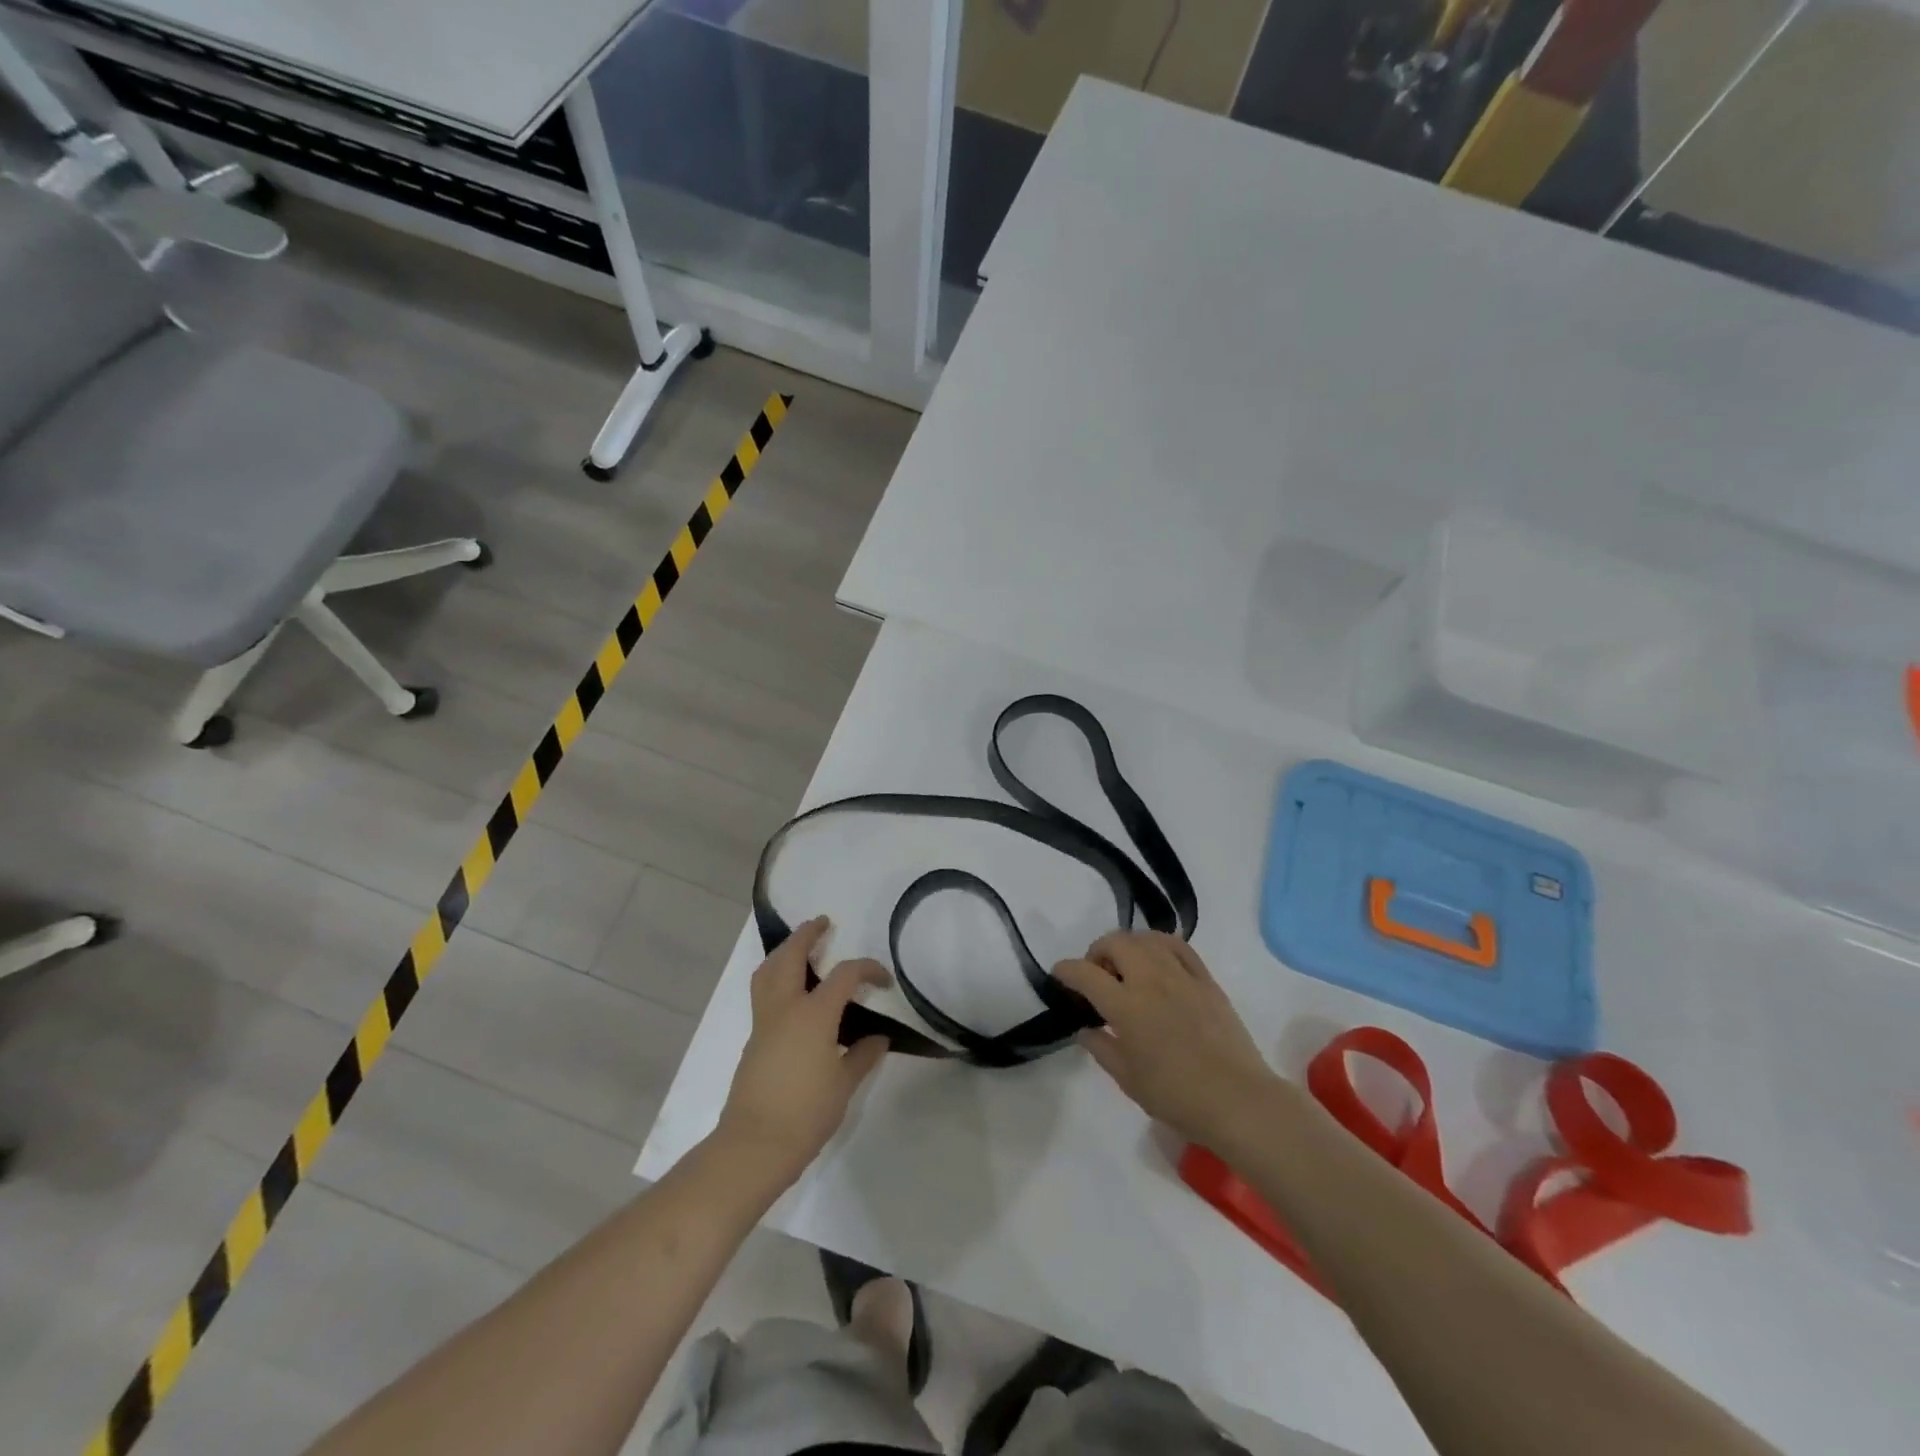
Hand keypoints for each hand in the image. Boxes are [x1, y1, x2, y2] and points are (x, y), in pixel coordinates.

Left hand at [715, 918, 890, 1185]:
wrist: (755, 1146)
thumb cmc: (806, 1113)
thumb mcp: (844, 1085)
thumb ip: (863, 1056)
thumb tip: (878, 1038)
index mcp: (814, 1014)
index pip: (845, 975)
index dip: (868, 969)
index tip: (884, 980)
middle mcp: (785, 1008)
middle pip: (790, 956)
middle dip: (806, 935)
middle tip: (822, 923)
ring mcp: (764, 1022)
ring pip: (768, 971)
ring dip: (784, 951)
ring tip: (800, 947)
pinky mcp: (754, 1039)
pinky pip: (763, 992)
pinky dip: (776, 977)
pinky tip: (793, 991)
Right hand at [1054, 931, 1278, 1147]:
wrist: (1237, 1100)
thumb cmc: (1176, 1096)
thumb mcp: (1127, 1078)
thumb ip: (1101, 1047)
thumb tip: (1085, 1028)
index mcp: (1126, 1005)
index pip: (1085, 973)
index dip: (1066, 970)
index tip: (1060, 975)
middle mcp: (1150, 980)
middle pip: (1116, 943)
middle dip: (1097, 951)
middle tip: (1096, 974)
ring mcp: (1181, 975)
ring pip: (1146, 939)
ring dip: (1128, 945)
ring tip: (1126, 966)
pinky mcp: (1206, 979)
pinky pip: (1178, 946)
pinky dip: (1159, 944)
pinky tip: (1157, 959)